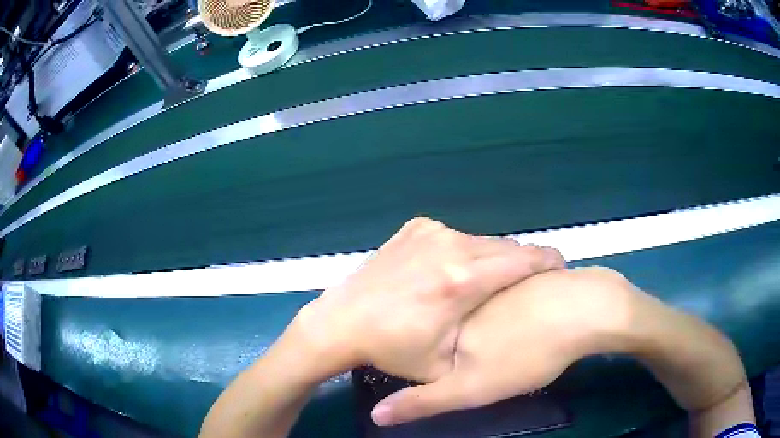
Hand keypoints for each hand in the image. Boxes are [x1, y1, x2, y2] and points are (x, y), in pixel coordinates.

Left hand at [293, 217, 565, 381]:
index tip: (561, 267)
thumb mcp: (441, 365)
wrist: (341, 321)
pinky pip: (454, 238)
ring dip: (489, 260)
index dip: (548, 262)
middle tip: (521, 285)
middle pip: (503, 249)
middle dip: (518, 266)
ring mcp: (432, 231)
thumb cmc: (392, 348)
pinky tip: (449, 273)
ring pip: (479, 242)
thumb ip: (480, 350)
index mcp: (463, 280)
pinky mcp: (416, 227)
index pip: (524, 261)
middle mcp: (452, 245)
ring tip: (484, 284)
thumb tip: (508, 335)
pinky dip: (462, 253)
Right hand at [371, 267, 637, 424]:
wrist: (586, 312)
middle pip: (459, 311)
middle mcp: (478, 292)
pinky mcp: (538, 275)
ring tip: (512, 339)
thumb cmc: (527, 353)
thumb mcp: (471, 388)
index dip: (431, 346)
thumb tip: (376, 415)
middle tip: (489, 356)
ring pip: (491, 296)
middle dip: (464, 330)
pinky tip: (537, 317)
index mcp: (455, 317)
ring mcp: (510, 279)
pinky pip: (520, 288)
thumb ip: (424, 400)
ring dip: (494, 313)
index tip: (446, 364)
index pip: (427, 327)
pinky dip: (521, 302)